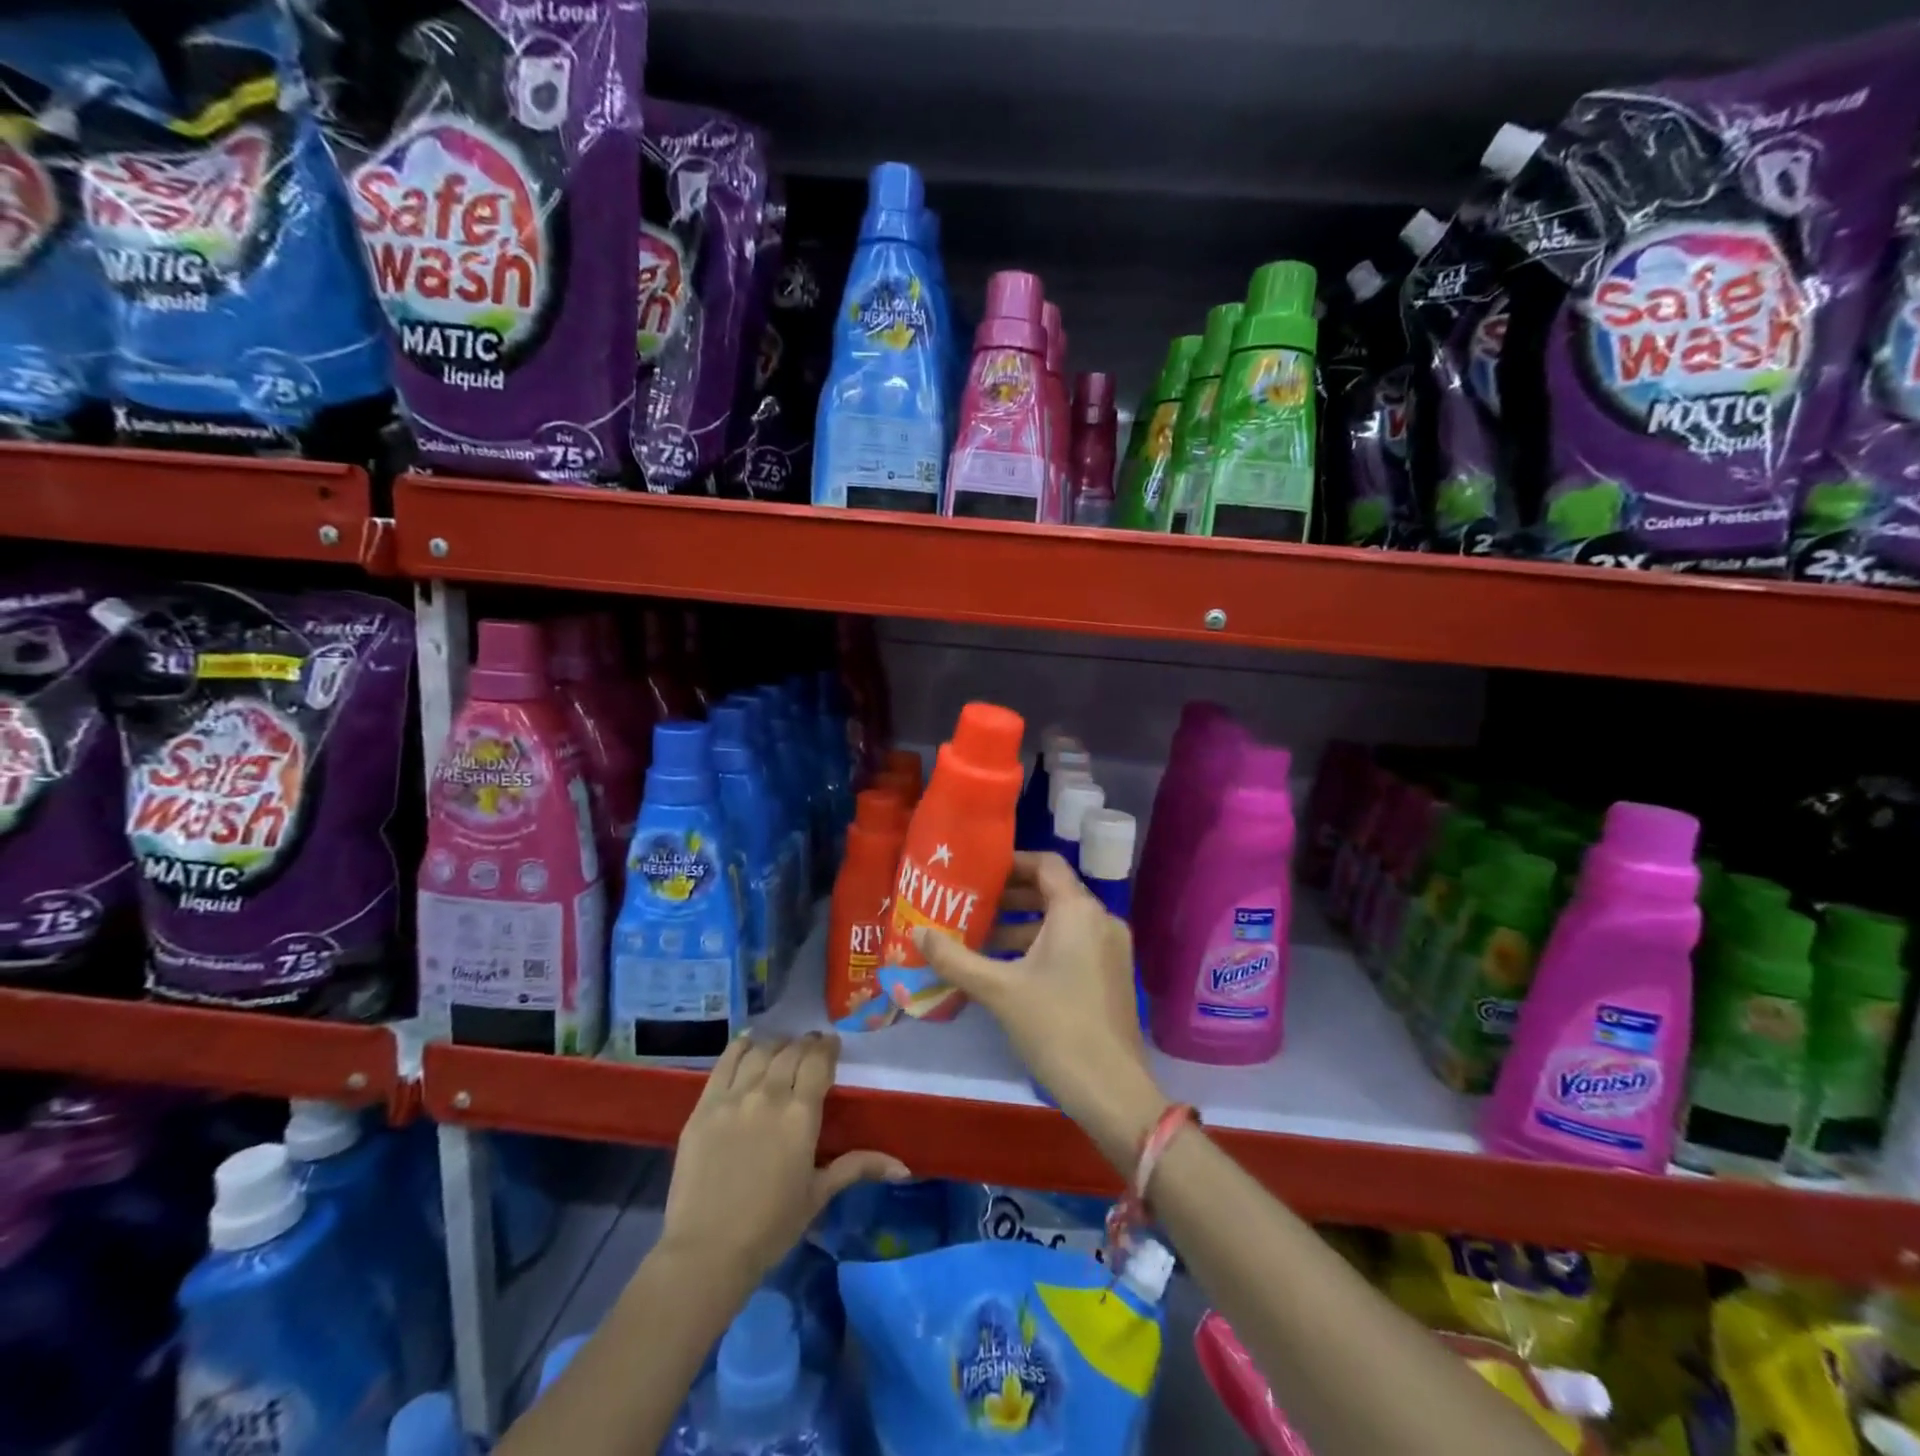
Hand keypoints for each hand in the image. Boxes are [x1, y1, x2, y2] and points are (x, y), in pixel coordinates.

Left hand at [660, 1033, 909, 1284]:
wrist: (706, 1252)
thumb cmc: (771, 1227)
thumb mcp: (818, 1194)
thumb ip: (858, 1167)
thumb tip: (903, 1166)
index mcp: (801, 1114)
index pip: (818, 1061)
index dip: (827, 1047)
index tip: (832, 1045)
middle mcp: (769, 1095)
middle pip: (791, 1052)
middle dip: (805, 1044)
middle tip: (810, 1047)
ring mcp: (733, 1097)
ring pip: (760, 1052)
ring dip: (776, 1045)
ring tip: (781, 1048)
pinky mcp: (704, 1106)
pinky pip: (725, 1062)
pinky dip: (740, 1048)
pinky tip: (748, 1044)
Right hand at [914, 852, 1170, 1165]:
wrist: (1111, 1090)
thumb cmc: (1055, 1026)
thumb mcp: (999, 990)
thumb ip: (955, 958)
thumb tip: (917, 933)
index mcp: (1078, 911)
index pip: (1045, 864)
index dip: (1011, 862)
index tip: (978, 871)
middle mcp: (1100, 919)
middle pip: (1051, 892)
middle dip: (1010, 897)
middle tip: (970, 904)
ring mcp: (1110, 949)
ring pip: (1060, 922)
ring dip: (1021, 926)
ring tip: (979, 938)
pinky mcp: (1110, 975)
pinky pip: (1072, 944)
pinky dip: (1040, 946)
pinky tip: (1006, 968)